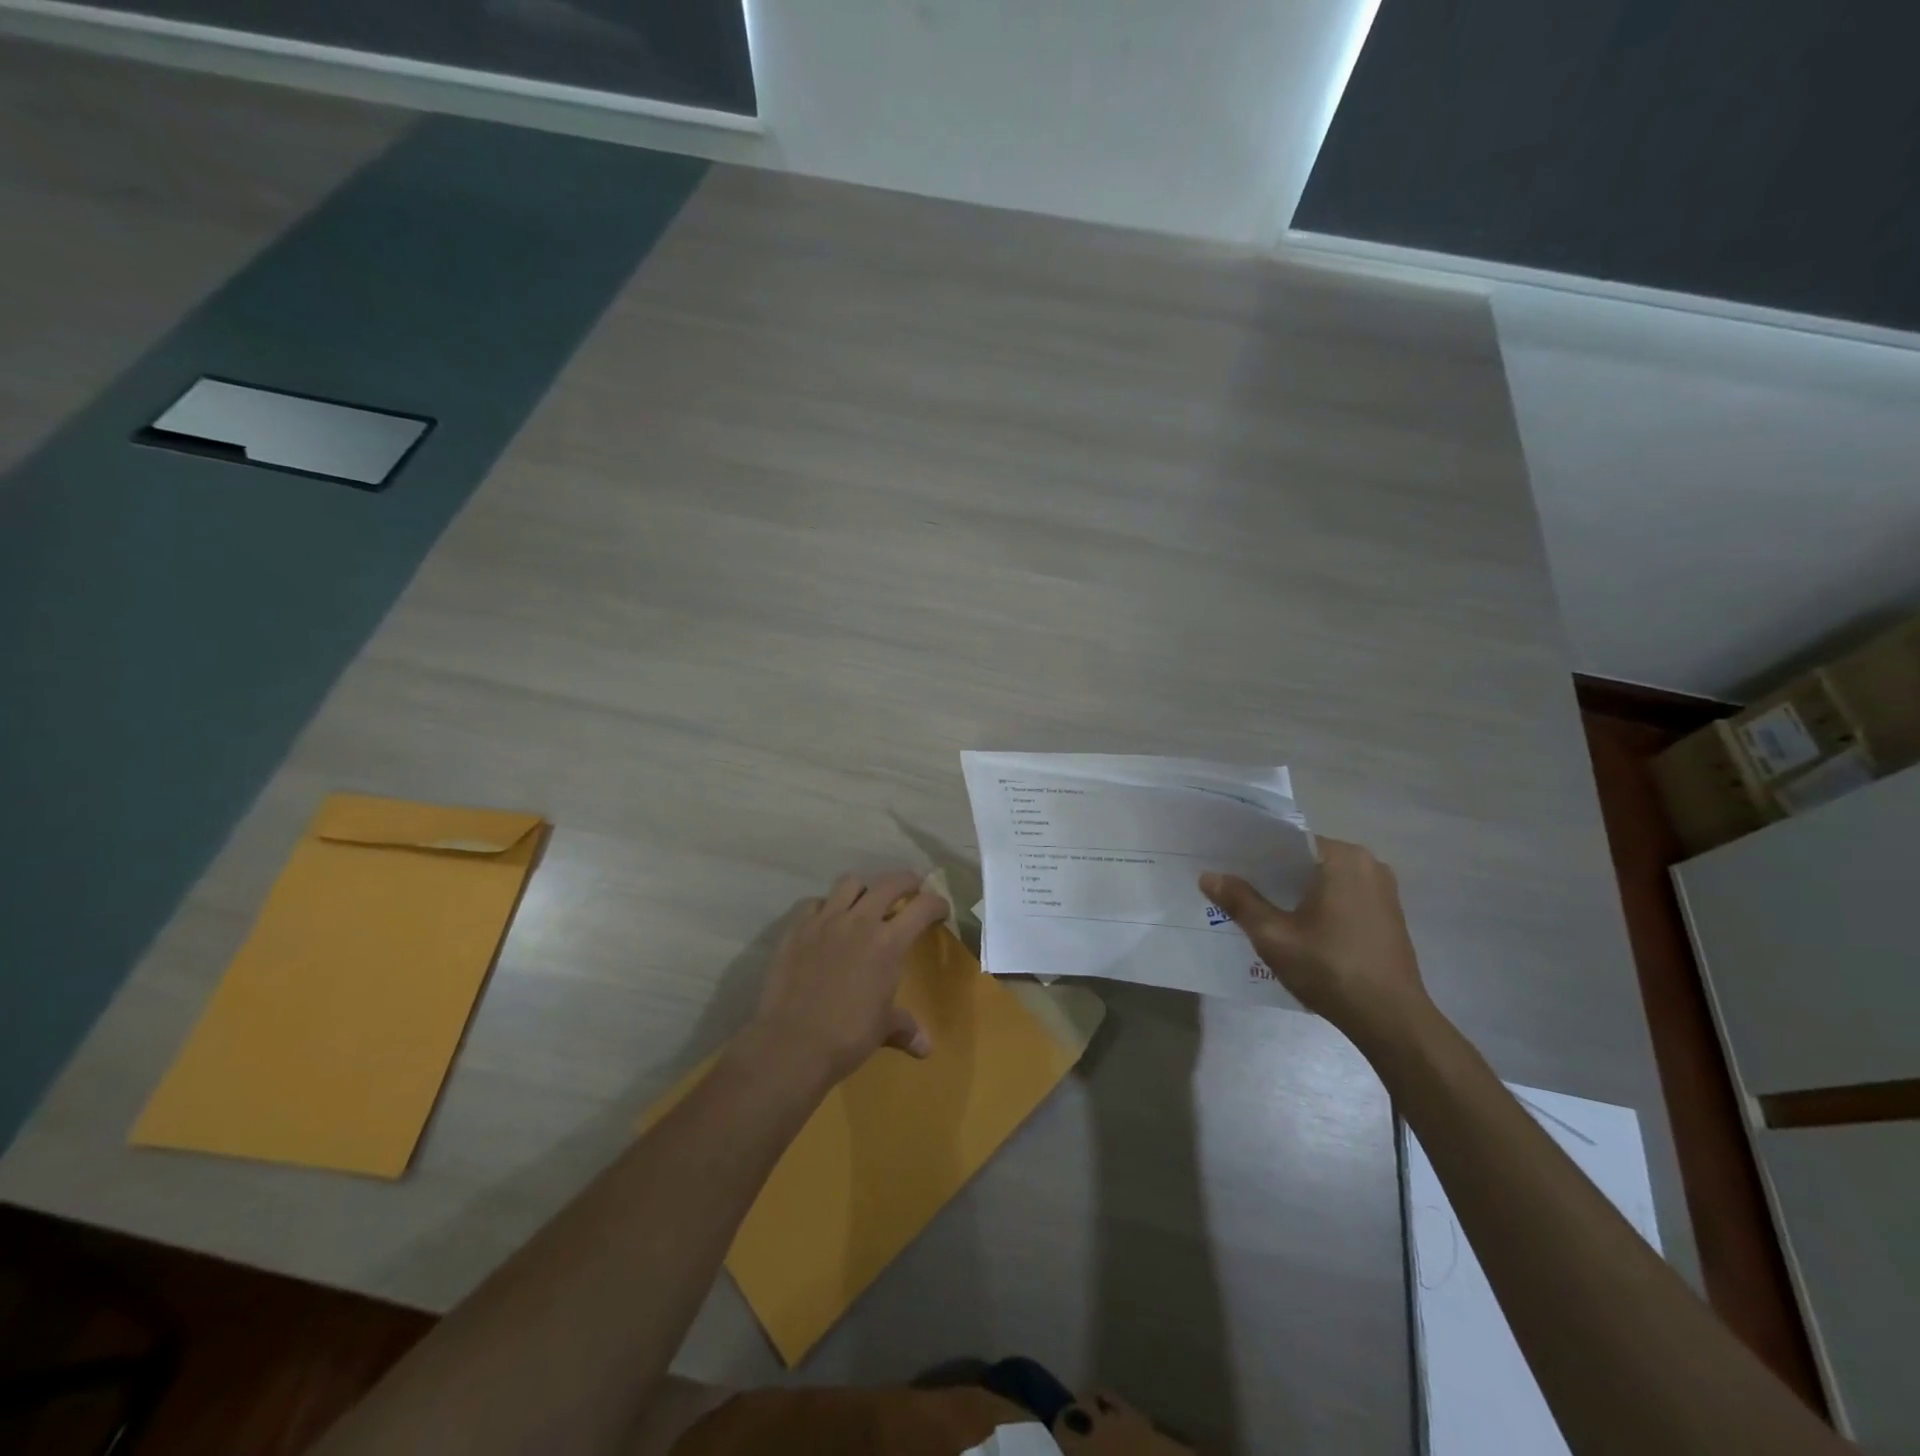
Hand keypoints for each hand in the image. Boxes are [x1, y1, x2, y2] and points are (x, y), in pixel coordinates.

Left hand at [747, 870, 949, 1087]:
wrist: (792, 1043)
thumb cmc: (847, 1036)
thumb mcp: (883, 1028)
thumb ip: (906, 1028)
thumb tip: (926, 1048)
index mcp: (888, 943)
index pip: (922, 908)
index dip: (937, 904)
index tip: (942, 909)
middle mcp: (859, 922)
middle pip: (889, 883)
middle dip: (907, 881)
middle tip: (912, 889)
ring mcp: (824, 921)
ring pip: (849, 883)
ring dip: (864, 889)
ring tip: (866, 902)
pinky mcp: (796, 929)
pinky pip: (814, 903)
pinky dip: (825, 907)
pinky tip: (827, 922)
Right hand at [1200, 839, 1430, 1041]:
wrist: (1391, 1021)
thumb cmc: (1330, 968)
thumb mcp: (1274, 935)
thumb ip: (1240, 901)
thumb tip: (1208, 876)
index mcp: (1344, 858)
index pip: (1288, 841)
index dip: (1254, 853)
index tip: (1227, 864)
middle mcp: (1369, 864)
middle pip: (1306, 861)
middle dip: (1272, 874)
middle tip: (1234, 885)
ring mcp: (1383, 891)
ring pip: (1324, 881)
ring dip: (1294, 892)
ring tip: (1257, 905)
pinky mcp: (1388, 916)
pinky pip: (1342, 897)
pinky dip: (1317, 905)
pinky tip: (1293, 925)